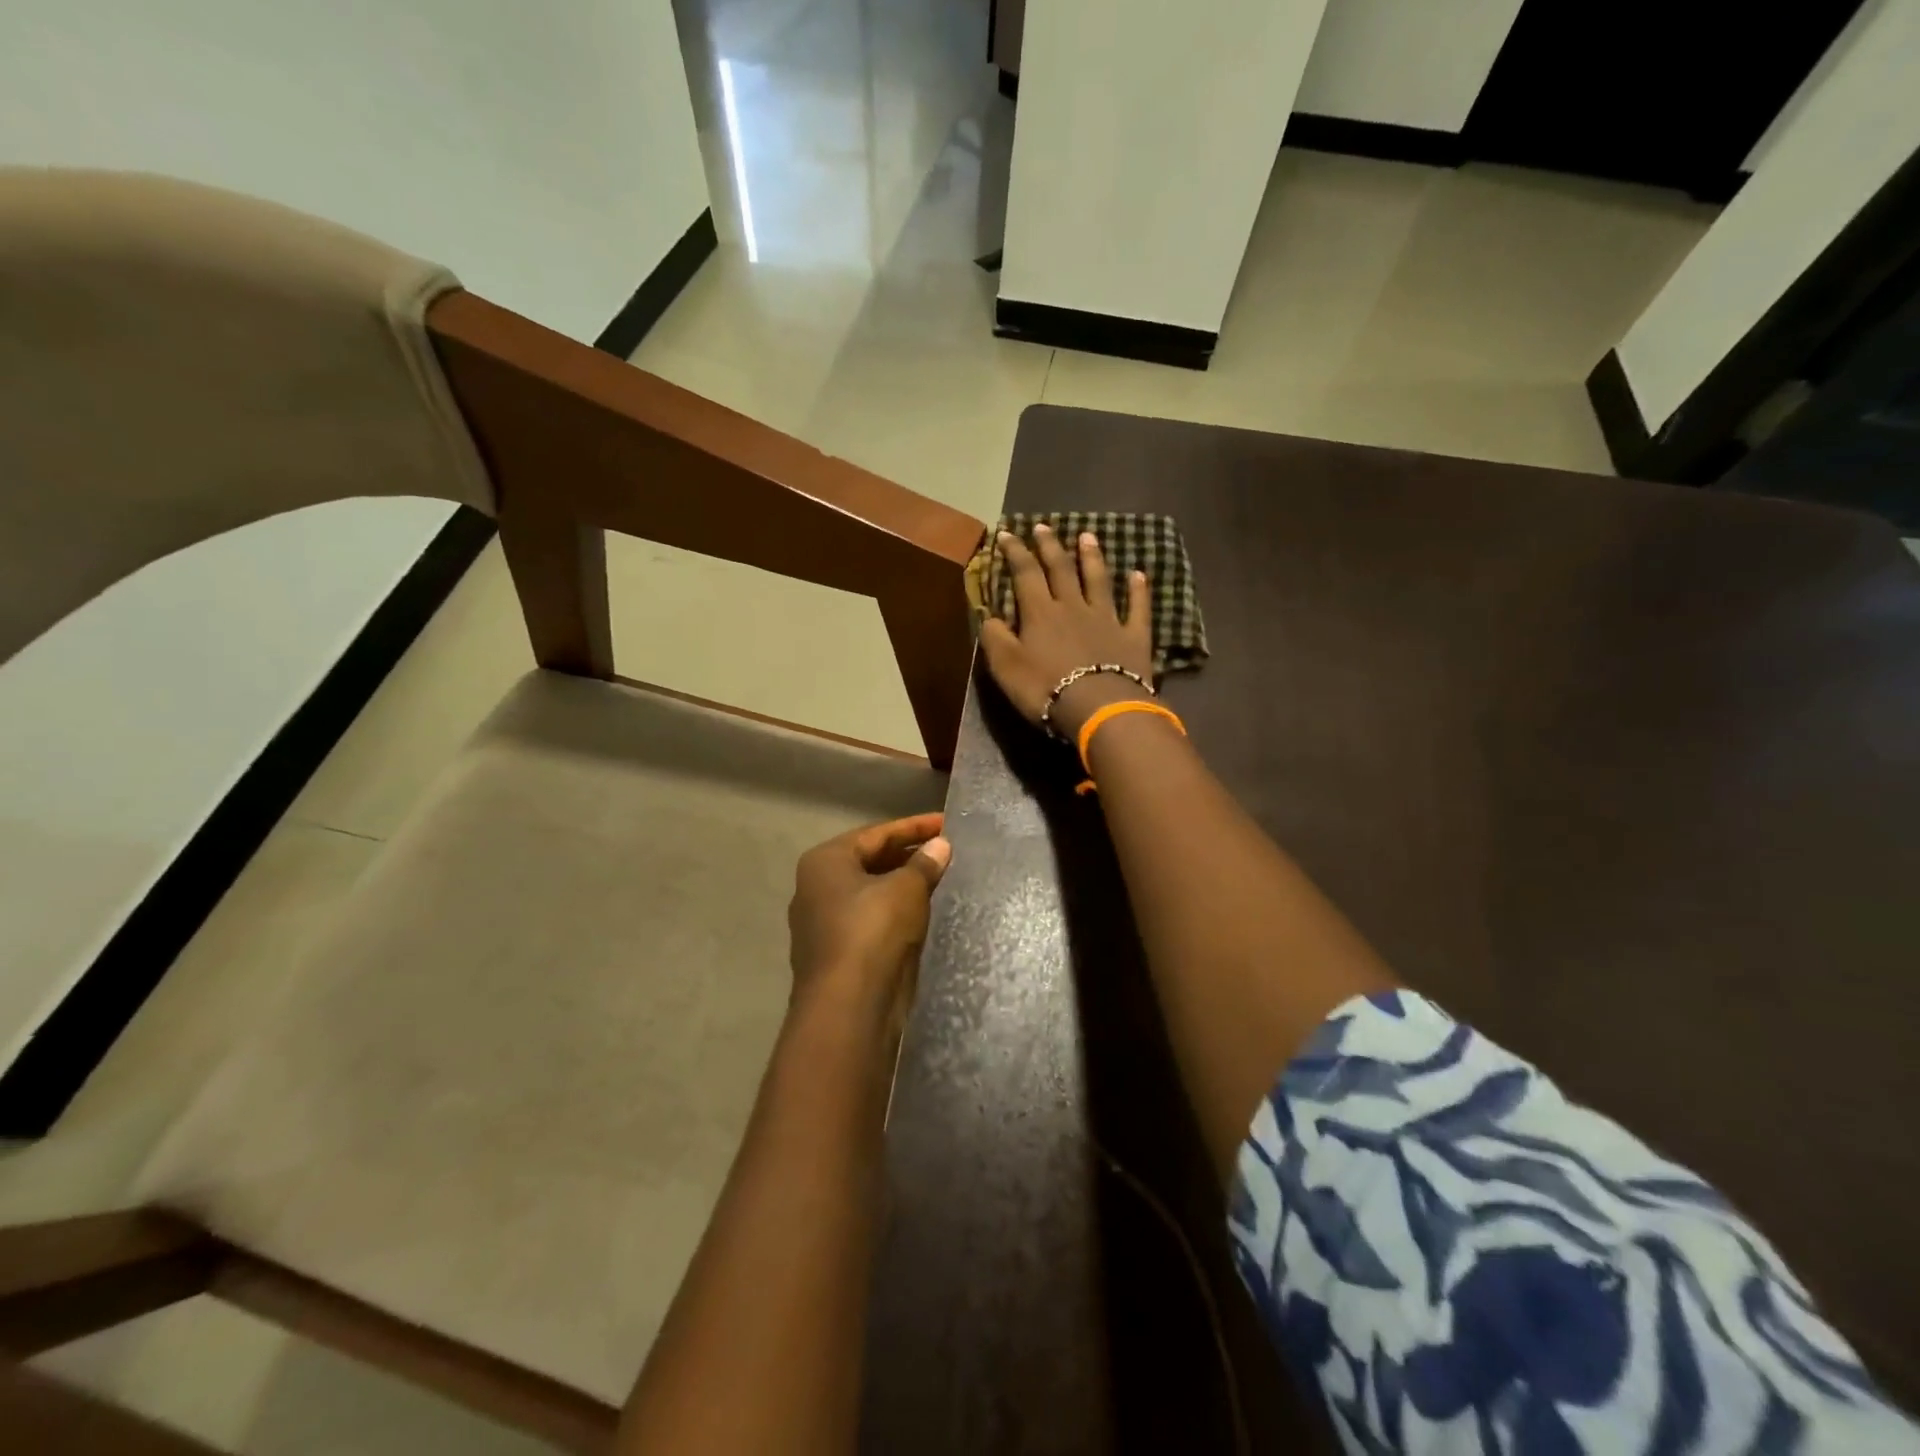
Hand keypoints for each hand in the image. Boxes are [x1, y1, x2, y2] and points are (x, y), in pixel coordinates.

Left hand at [788, 813, 950, 1021]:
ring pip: (871, 892)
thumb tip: (941, 846)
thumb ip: (924, 864)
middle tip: (947, 850)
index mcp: (825, 862)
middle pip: (870, 861)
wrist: (848, 1007)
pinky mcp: (836, 953)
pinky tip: (924, 912)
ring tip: (941, 878)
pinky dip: (896, 911)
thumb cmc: (873, 932)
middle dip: (909, 854)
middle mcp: (816, 887)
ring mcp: (822, 923)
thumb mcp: (906, 889)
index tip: (948, 823)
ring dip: (904, 884)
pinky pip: (871, 920)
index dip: (915, 826)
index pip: (877, 833)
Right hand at [978, 524, 1155, 738]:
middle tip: (1044, 526)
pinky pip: (1137, 608)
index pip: (1025, 574)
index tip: (1006, 533)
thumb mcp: (1006, 667)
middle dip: (1050, 546)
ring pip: (1098, 580)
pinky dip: (1139, 590)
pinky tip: (1139, 574)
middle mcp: (1074, 606)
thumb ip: (995, 638)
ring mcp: (1107, 619)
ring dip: (1092, 557)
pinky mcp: (1133, 637)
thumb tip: (988, 615)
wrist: (1099, 707)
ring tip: (1088, 536)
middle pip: (1061, 569)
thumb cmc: (1046, 688)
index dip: (1015, 552)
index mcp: (1040, 613)